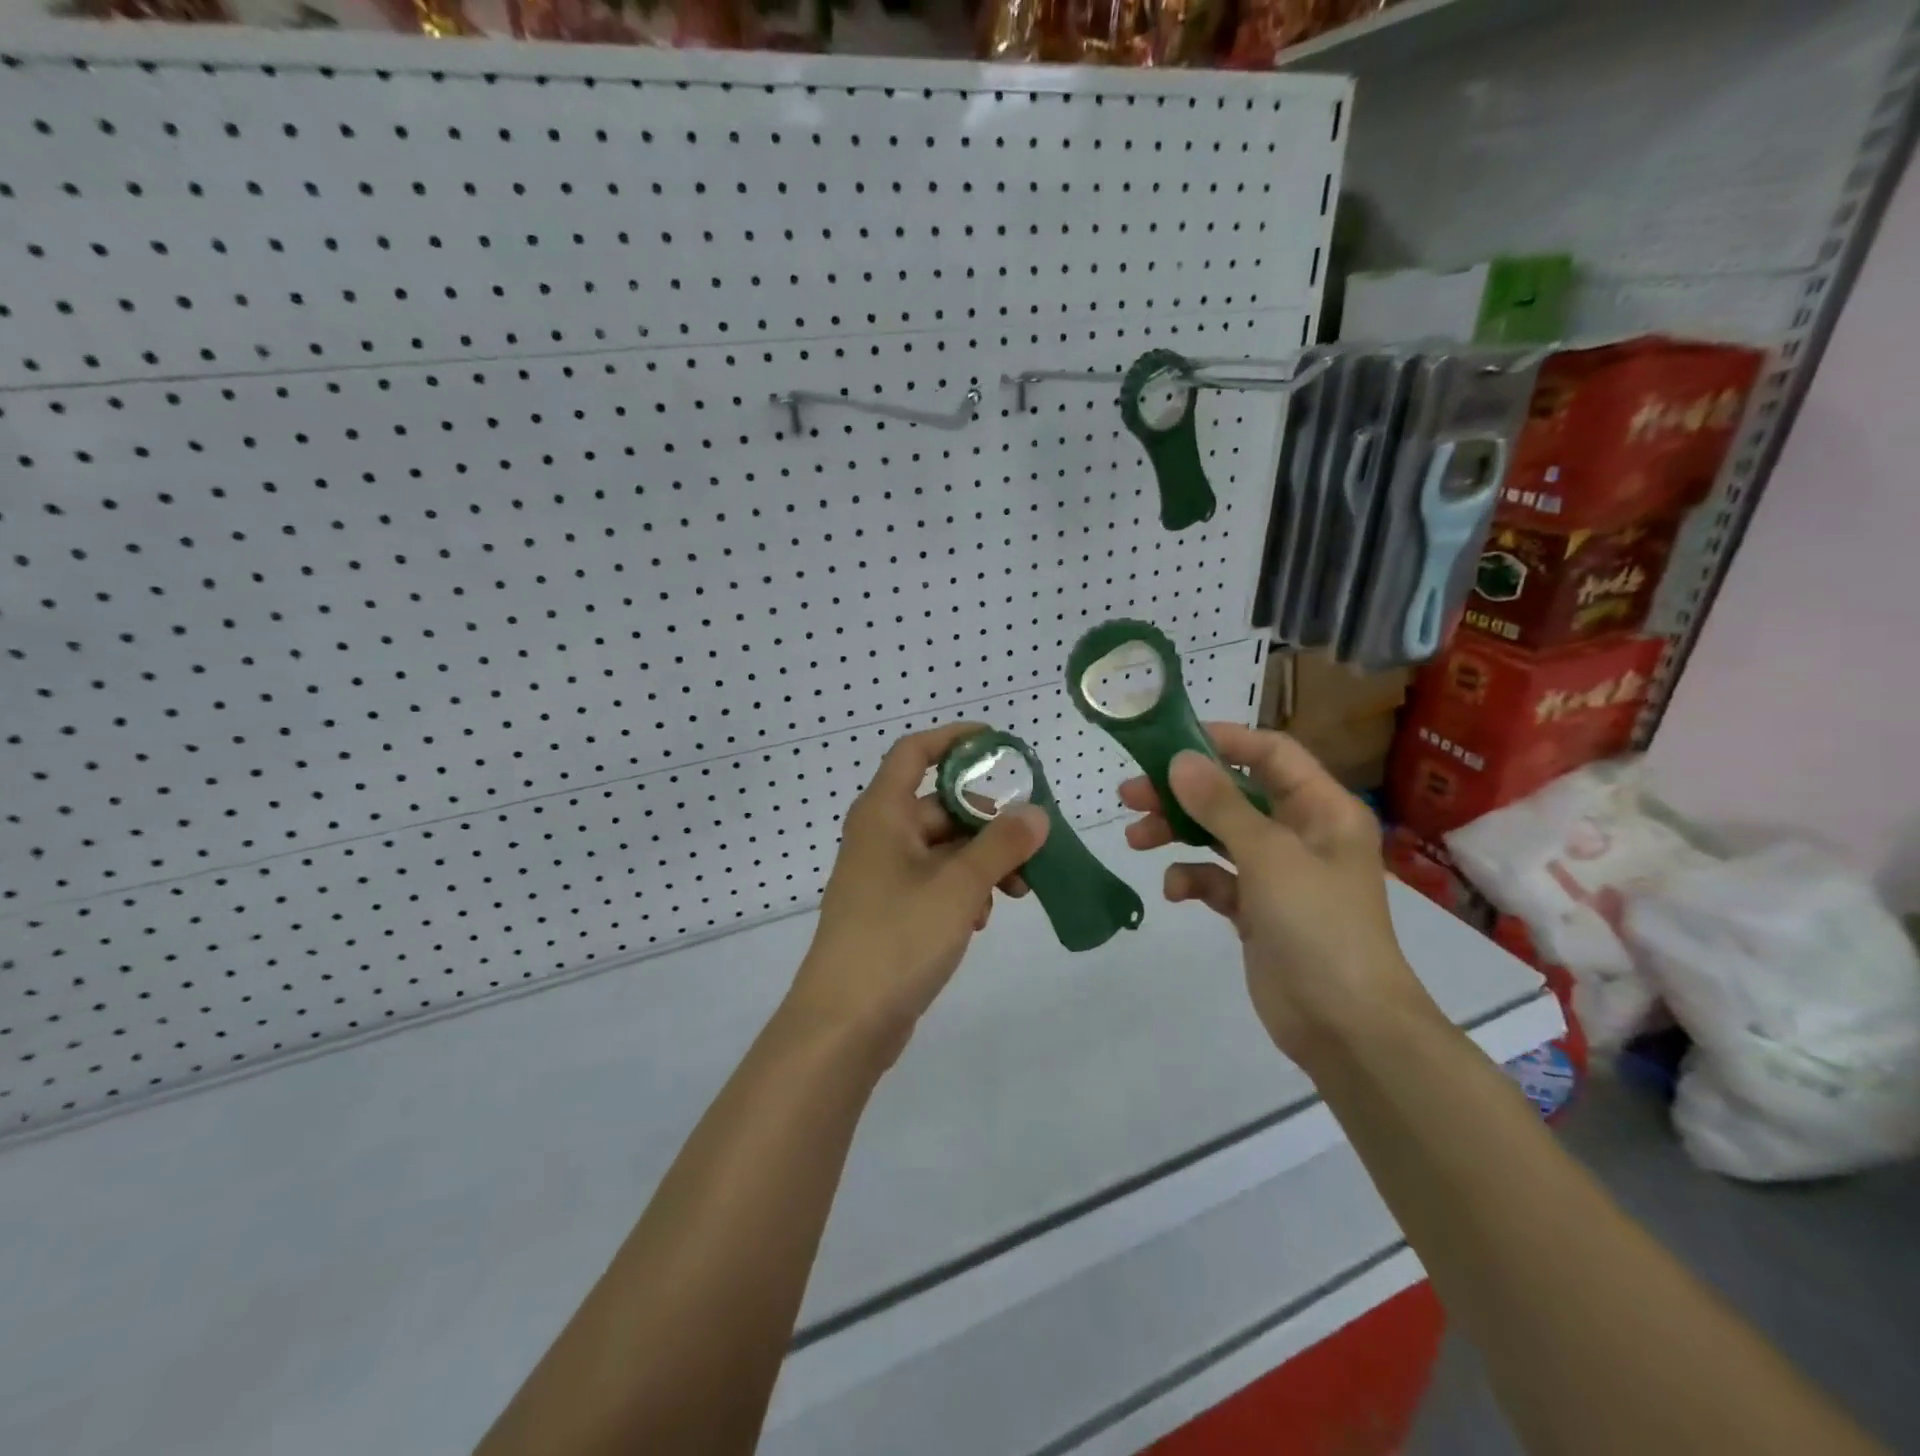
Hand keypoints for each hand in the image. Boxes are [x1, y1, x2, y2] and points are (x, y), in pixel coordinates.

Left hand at [787, 723, 1049, 1063]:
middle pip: (940, 806)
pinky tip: (982, 920)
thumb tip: (1036, 813)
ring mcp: (884, 876)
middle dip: (989, 823)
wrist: (843, 1024)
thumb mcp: (958, 887)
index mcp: (883, 814)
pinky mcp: (891, 911)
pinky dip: (964, 891)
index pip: (915, 753)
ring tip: (1018, 892)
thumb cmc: (897, 939)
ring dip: (983, 863)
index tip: (998, 744)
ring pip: (944, 849)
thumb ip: (1001, 845)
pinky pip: (936, 883)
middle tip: (1032, 845)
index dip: (954, 740)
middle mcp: (880, 836)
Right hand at [1120, 723, 1435, 1060]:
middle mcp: (1302, 834)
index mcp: (1322, 809)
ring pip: (1218, 836)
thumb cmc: (1318, 925)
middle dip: (1183, 793)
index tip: (1169, 743)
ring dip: (1177, 833)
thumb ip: (1221, 805)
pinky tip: (1175, 891)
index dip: (1224, 741)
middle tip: (1130, 793)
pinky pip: (1217, 879)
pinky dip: (1193, 879)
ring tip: (1135, 838)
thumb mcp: (1269, 856)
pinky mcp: (1257, 910)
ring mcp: (1278, 874)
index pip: (1271, 754)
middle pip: (1235, 794)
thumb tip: (1179, 759)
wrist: (1346, 1026)